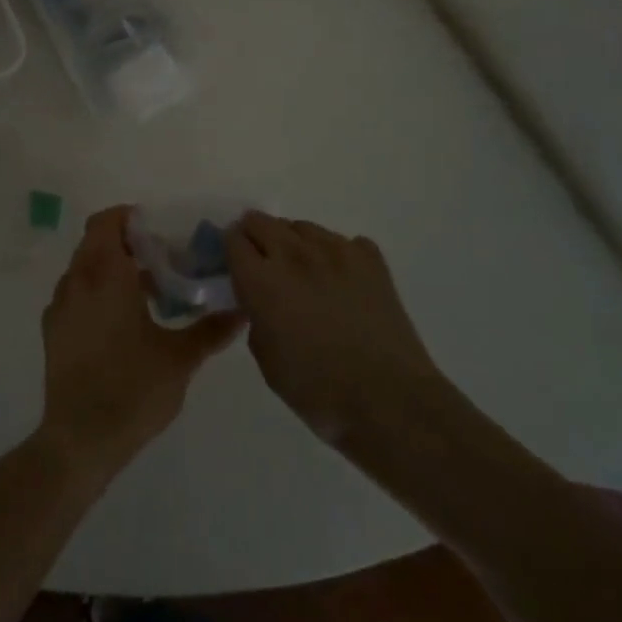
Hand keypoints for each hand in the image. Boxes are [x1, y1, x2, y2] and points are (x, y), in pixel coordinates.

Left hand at [39, 207, 242, 481]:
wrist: (80, 439)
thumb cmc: (133, 389)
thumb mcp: (180, 359)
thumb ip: (211, 330)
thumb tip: (241, 310)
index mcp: (105, 275)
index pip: (107, 222)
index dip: (129, 219)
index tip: (158, 232)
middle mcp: (77, 280)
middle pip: (95, 241)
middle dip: (125, 244)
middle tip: (160, 261)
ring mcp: (59, 305)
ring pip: (84, 268)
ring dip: (110, 269)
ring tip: (144, 294)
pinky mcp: (52, 330)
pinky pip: (74, 293)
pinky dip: (94, 292)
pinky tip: (119, 322)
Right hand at [226, 212, 444, 450]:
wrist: (391, 401)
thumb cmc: (319, 392)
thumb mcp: (266, 361)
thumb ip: (255, 318)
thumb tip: (260, 302)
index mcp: (262, 280)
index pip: (233, 239)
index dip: (229, 249)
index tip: (234, 265)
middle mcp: (294, 254)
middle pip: (262, 221)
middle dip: (255, 237)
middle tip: (262, 264)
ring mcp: (336, 251)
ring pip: (301, 227)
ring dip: (293, 242)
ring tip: (302, 271)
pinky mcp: (370, 258)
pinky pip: (342, 241)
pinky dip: (334, 254)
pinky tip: (341, 280)